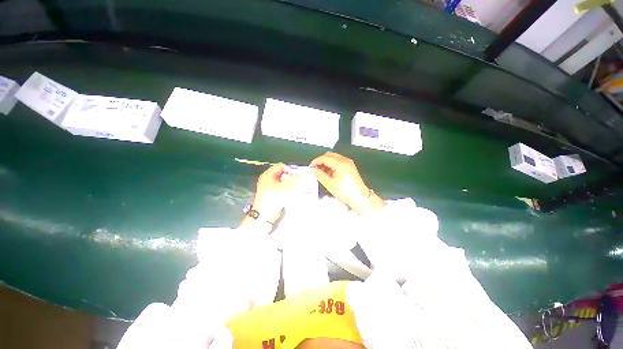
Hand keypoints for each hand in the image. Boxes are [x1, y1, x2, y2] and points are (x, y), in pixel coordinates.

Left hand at [251, 163, 299, 223]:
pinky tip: (292, 193)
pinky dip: (287, 189)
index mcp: (268, 175)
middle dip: (290, 177)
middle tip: (297, 181)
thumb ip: (294, 179)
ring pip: (283, 181)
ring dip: (290, 183)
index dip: (289, 169)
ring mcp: (270, 187)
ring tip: (296, 187)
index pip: (281, 166)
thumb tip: (302, 174)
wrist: (265, 216)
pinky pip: (282, 188)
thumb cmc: (273, 199)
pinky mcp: (273, 194)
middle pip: (282, 174)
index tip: (296, 175)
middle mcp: (268, 180)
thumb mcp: (285, 187)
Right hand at [310, 153, 384, 213]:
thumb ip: (320, 175)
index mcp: (340, 163)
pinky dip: (331, 165)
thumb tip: (313, 170)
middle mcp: (345, 160)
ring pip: (333, 158)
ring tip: (321, 173)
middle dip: (321, 161)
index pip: (324, 158)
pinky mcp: (350, 166)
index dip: (316, 161)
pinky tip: (328, 173)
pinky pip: (338, 162)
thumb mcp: (329, 184)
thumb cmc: (344, 191)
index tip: (310, 167)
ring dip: (326, 163)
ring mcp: (348, 162)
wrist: (360, 197)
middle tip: (315, 169)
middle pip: (329, 155)